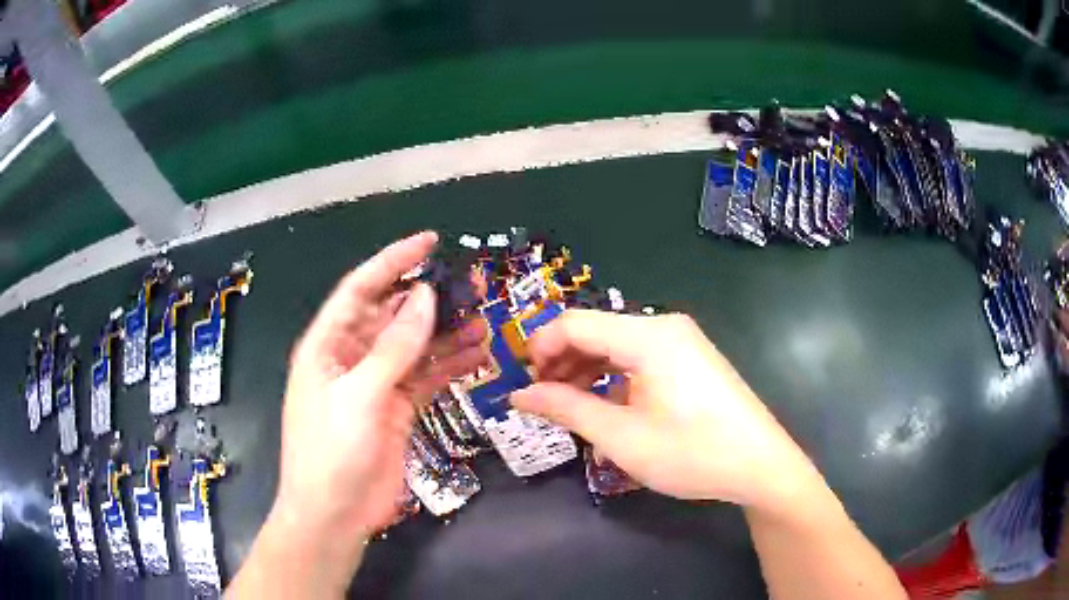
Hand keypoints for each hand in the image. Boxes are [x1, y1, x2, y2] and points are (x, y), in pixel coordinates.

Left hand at [249, 232, 485, 591]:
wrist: (335, 515)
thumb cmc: (331, 452)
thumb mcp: (359, 396)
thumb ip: (394, 347)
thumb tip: (425, 296)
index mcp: (328, 345)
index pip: (361, 289)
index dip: (392, 261)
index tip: (429, 242)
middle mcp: (351, 357)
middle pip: (392, 315)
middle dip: (429, 299)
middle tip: (472, 285)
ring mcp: (376, 384)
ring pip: (414, 347)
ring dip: (446, 333)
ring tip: (483, 320)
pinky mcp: (396, 409)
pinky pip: (425, 377)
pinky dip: (449, 365)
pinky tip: (476, 354)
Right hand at [511, 310, 819, 514]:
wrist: (759, 465)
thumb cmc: (691, 452)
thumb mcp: (621, 437)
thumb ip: (566, 408)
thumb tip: (519, 394)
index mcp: (647, 336)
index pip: (574, 323)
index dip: (540, 348)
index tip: (523, 383)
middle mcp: (663, 326)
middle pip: (595, 330)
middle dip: (561, 361)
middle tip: (540, 399)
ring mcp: (680, 340)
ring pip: (615, 343)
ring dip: (584, 368)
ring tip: (565, 404)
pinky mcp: (689, 357)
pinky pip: (637, 355)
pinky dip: (611, 374)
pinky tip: (602, 401)